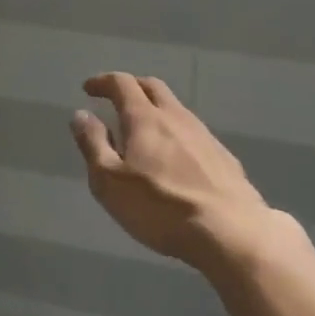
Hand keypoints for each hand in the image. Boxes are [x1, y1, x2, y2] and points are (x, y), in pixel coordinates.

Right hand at [71, 73, 272, 274]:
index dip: (103, 82)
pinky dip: (177, 134)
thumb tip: (81, 114)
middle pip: (152, 86)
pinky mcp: (225, 158)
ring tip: (144, 132)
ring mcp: (204, 136)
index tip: (89, 89)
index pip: (122, 83)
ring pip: (176, 109)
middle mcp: (176, 117)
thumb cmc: (161, 207)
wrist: (233, 233)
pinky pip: (194, 134)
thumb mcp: (110, 181)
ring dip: (156, 110)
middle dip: (132, 87)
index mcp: (145, 118)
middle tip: (116, 100)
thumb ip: (93, 144)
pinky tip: (176, 159)